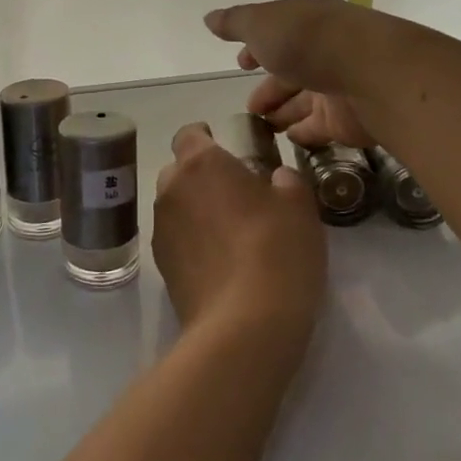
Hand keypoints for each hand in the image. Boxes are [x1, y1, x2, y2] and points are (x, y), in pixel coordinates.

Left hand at [152, 123, 325, 362]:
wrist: (244, 325)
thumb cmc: (276, 251)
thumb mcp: (299, 207)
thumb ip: (286, 181)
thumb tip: (276, 178)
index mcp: (201, 164)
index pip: (189, 134)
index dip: (205, 136)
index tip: (225, 147)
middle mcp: (171, 189)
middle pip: (178, 170)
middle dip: (200, 176)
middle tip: (234, 194)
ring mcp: (161, 230)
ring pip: (175, 206)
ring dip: (194, 210)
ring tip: (228, 232)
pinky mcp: (161, 267)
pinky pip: (175, 240)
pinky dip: (191, 242)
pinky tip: (219, 262)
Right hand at [205, 0, 382, 147]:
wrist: (372, 73)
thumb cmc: (309, 40)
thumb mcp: (261, 23)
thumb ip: (234, 23)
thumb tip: (209, 18)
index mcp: (306, 17)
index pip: (277, 30)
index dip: (257, 46)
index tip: (241, 64)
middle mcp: (325, 47)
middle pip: (291, 68)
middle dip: (269, 85)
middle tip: (249, 108)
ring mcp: (339, 83)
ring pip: (305, 99)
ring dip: (283, 111)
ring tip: (261, 128)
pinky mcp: (349, 117)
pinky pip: (320, 126)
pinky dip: (304, 132)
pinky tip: (288, 140)